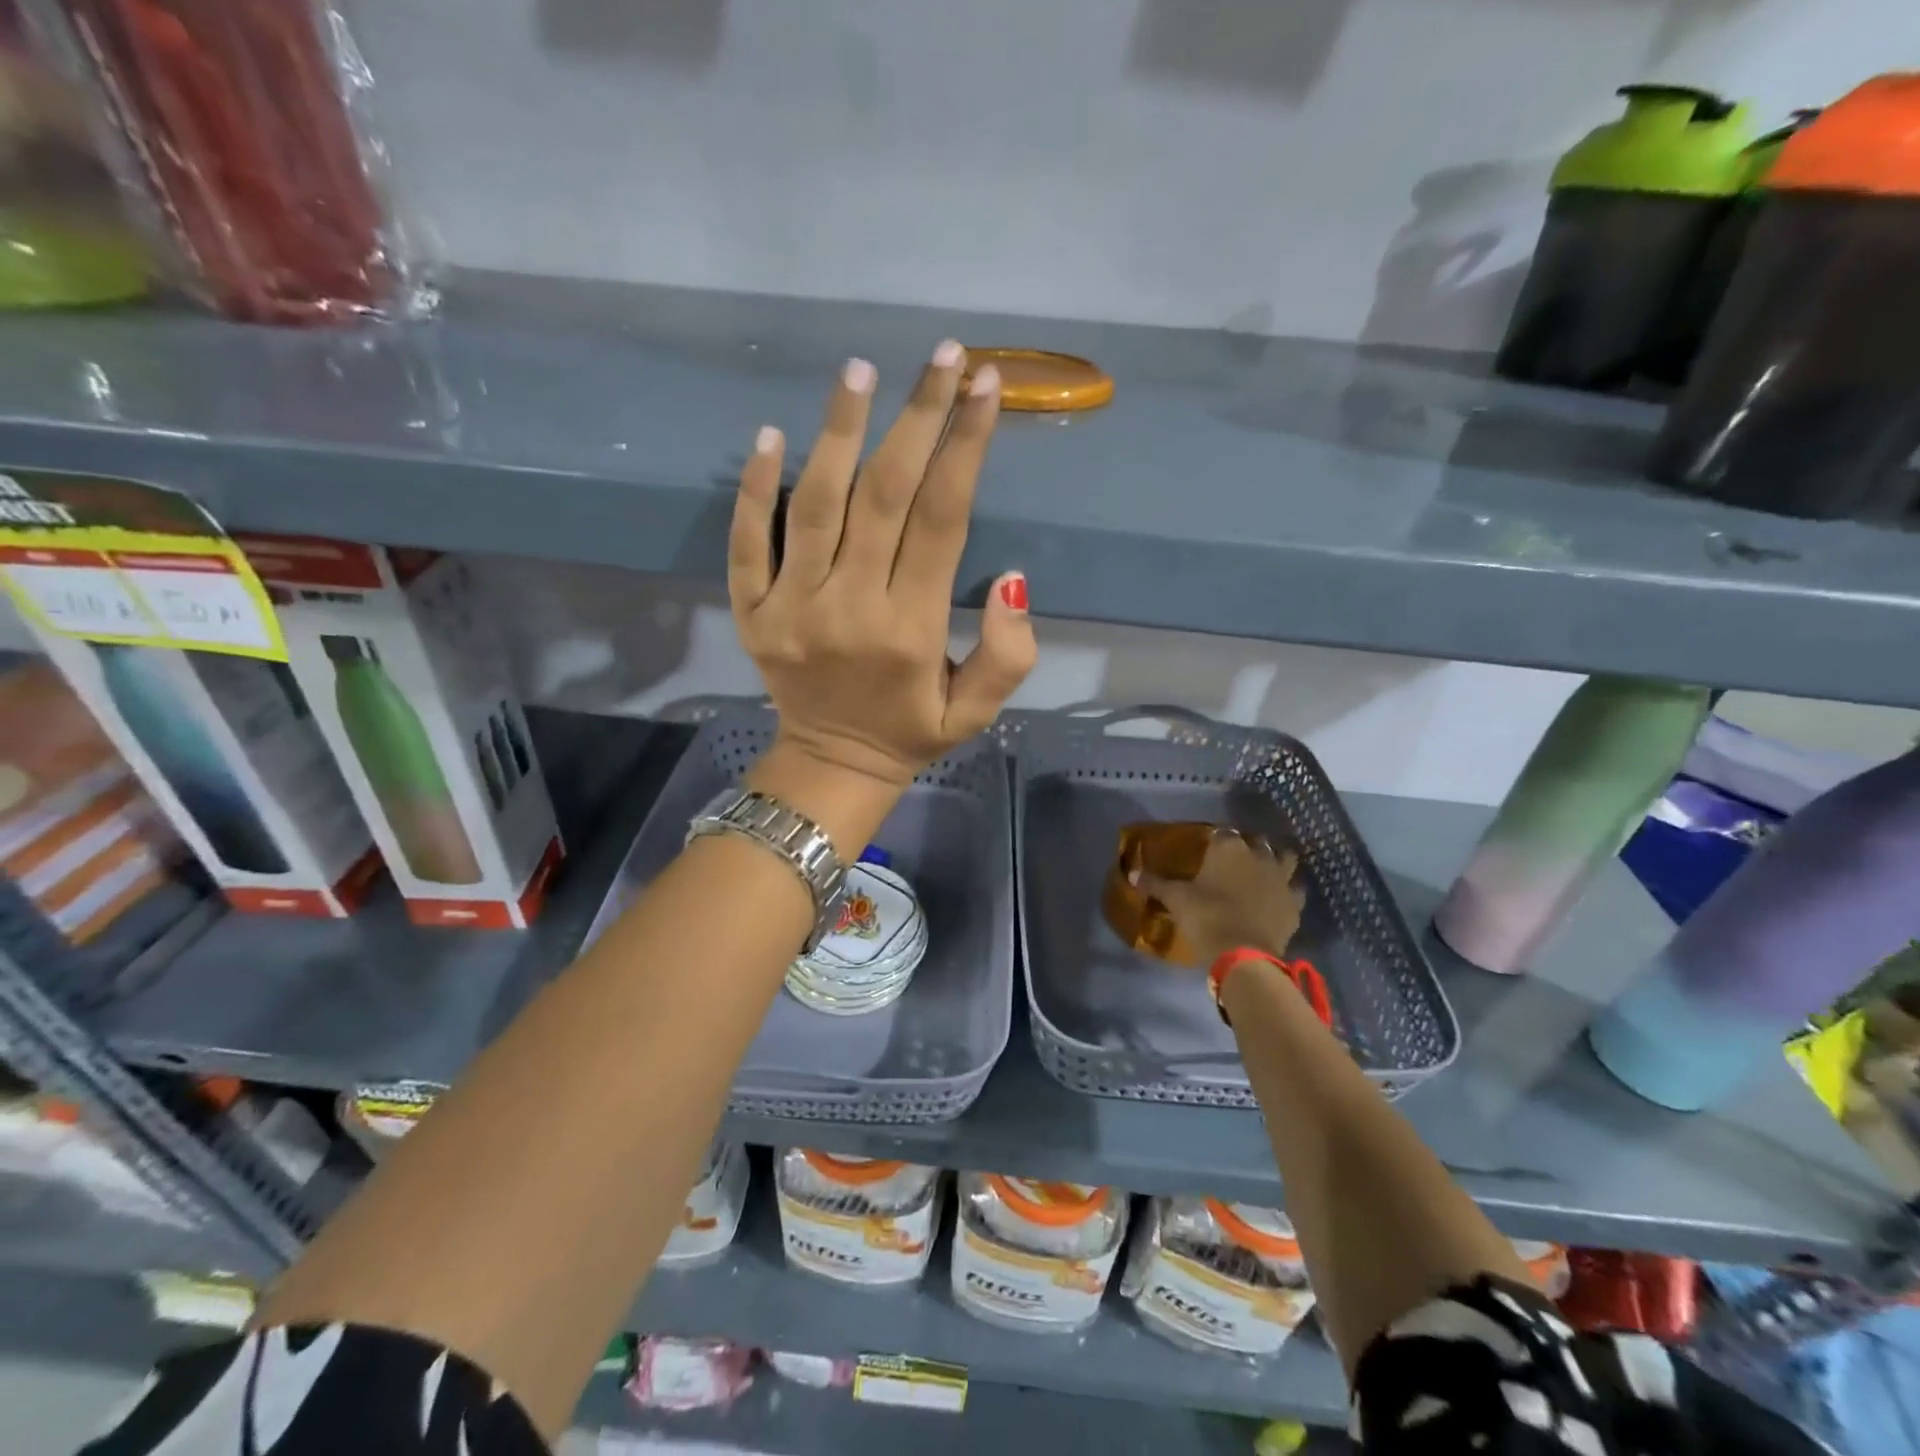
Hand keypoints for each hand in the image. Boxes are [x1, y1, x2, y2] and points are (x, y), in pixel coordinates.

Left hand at [729, 344, 1037, 791]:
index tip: (985, 386)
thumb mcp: (975, 713)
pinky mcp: (751, 610)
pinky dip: (753, 488)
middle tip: (941, 355)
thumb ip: (1006, 655)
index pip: (943, 519)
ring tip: (860, 370)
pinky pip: (746, 541)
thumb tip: (1011, 577)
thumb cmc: (910, 731)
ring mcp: (791, 606)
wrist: (831, 764)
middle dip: (918, 417)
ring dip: (839, 431)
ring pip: (815, 503)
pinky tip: (770, 434)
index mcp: (911, 629)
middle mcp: (850, 607)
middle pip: (885, 494)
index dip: (965, 447)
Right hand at [1134, 831, 1305, 965]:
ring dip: (1276, 860)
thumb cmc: (1206, 917)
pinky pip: (1296, 889)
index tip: (1207, 850)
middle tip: (1232, 861)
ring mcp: (1282, 878)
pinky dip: (1289, 890)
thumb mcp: (1175, 899)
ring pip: (1286, 858)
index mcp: (1229, 847)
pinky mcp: (1295, 903)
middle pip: (1256, 841)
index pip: (1223, 832)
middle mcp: (1259, 854)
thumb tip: (1132, 874)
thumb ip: (1155, 883)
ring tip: (1263, 871)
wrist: (1244, 955)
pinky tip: (1279, 897)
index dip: (1216, 840)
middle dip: (1247, 846)